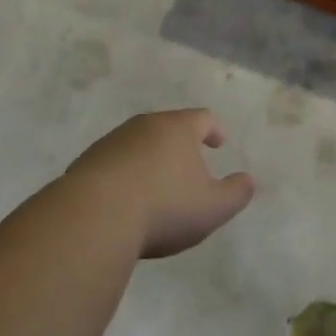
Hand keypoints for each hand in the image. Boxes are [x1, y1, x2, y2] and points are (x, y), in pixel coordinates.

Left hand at [68, 109, 255, 258]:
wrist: (94, 217)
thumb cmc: (163, 207)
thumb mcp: (212, 208)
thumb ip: (236, 193)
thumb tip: (248, 180)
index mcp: (178, 129)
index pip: (202, 118)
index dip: (214, 129)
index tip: (220, 142)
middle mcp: (145, 125)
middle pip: (168, 126)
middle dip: (181, 142)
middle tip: (190, 160)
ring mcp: (113, 141)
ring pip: (139, 142)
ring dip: (151, 157)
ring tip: (157, 183)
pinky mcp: (87, 161)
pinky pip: (115, 162)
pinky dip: (125, 173)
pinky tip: (126, 197)